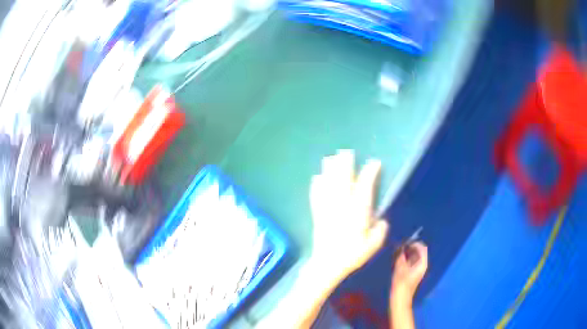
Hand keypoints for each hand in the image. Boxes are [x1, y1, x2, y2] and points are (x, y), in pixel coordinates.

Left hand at [307, 150, 388, 285]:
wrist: (328, 264)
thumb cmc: (352, 255)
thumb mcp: (373, 245)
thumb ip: (380, 230)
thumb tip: (381, 220)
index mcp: (358, 212)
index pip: (365, 187)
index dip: (370, 173)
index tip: (374, 163)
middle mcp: (342, 207)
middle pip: (344, 181)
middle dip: (345, 165)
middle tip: (346, 152)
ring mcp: (328, 209)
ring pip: (329, 185)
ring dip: (330, 170)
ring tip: (330, 158)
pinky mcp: (318, 214)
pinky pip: (316, 196)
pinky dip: (316, 186)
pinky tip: (316, 178)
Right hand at [391, 242, 427, 306]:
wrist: (400, 298)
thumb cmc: (401, 283)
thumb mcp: (400, 268)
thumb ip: (401, 256)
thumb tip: (401, 246)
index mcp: (422, 263)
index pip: (422, 247)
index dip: (414, 243)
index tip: (405, 242)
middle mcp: (422, 265)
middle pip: (419, 252)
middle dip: (410, 247)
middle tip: (400, 246)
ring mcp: (418, 269)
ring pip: (415, 257)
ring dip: (408, 253)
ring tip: (398, 252)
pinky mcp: (414, 273)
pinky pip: (412, 262)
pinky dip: (407, 259)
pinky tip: (399, 260)